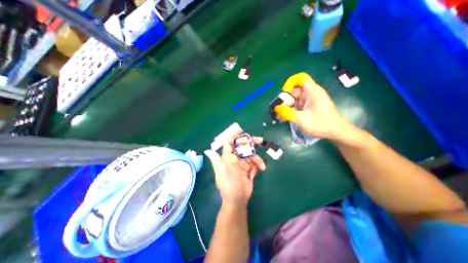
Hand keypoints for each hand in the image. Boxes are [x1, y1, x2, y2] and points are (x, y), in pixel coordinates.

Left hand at [205, 136, 266, 207]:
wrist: (238, 199)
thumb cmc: (228, 185)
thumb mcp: (221, 172)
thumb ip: (216, 160)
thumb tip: (206, 150)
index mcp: (228, 157)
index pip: (230, 143)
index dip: (235, 136)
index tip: (243, 132)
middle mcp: (235, 158)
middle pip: (243, 146)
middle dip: (251, 143)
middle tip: (260, 140)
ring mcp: (243, 163)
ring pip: (252, 155)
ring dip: (257, 160)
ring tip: (261, 166)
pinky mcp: (249, 168)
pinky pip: (255, 164)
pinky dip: (257, 167)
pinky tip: (254, 175)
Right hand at [275, 72, 350, 140]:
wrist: (335, 132)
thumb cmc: (321, 124)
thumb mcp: (302, 119)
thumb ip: (287, 113)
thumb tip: (276, 108)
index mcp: (312, 91)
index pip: (300, 78)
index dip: (290, 83)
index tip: (284, 94)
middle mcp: (310, 93)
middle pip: (294, 90)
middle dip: (285, 98)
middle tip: (279, 109)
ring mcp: (309, 100)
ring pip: (294, 99)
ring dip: (286, 106)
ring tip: (279, 116)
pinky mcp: (308, 107)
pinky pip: (296, 105)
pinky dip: (290, 110)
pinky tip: (284, 118)